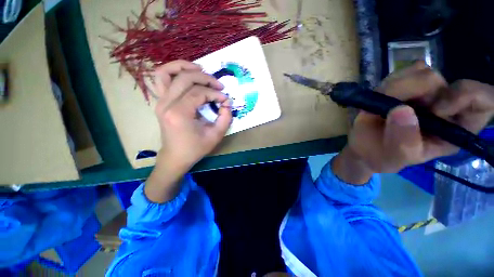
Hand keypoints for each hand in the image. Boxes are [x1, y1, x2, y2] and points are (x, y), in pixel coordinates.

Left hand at [145, 60, 231, 202]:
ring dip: (184, 66)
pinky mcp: (160, 101)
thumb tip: (227, 103)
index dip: (215, 93)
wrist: (175, 156)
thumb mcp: (216, 135)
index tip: (225, 99)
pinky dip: (173, 71)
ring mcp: (160, 101)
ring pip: (166, 72)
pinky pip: (161, 78)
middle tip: (218, 85)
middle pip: (185, 78)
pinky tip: (186, 73)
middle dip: (205, 78)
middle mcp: (166, 104)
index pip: (199, 93)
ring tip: (201, 69)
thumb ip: (225, 118)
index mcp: (179, 113)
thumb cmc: (195, 148)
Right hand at [333, 61, 493, 183]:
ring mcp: (426, 93)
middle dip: (419, 93)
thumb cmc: (385, 157)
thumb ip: (403, 140)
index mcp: (455, 128)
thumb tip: (401, 109)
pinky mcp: (405, 85)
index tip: (436, 110)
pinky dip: (389, 83)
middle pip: (447, 83)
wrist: (365, 148)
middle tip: (394, 109)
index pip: (484, 101)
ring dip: (398, 87)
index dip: (467, 97)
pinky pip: (404, 71)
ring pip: (423, 72)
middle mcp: (446, 106)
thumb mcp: (397, 157)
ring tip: (383, 106)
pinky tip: (381, 98)